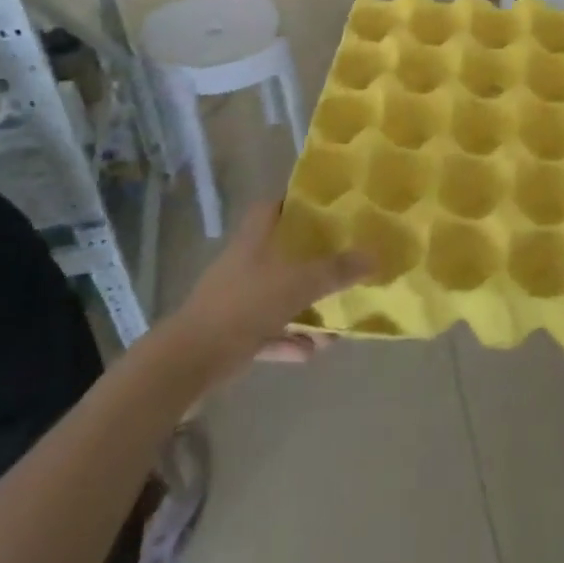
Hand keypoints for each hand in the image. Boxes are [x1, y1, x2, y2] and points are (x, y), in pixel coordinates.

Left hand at [173, 202, 369, 376]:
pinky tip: (313, 351)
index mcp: (255, 238)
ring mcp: (236, 299)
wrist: (189, 361)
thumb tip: (374, 256)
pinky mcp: (231, 334)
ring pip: (277, 295)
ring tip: (336, 319)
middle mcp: (244, 263)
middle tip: (343, 259)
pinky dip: (289, 340)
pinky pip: (268, 332)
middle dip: (311, 257)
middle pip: (280, 251)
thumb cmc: (244, 305)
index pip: (273, 206)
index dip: (296, 201)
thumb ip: (336, 271)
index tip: (327, 206)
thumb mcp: (297, 283)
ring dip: (305, 307)